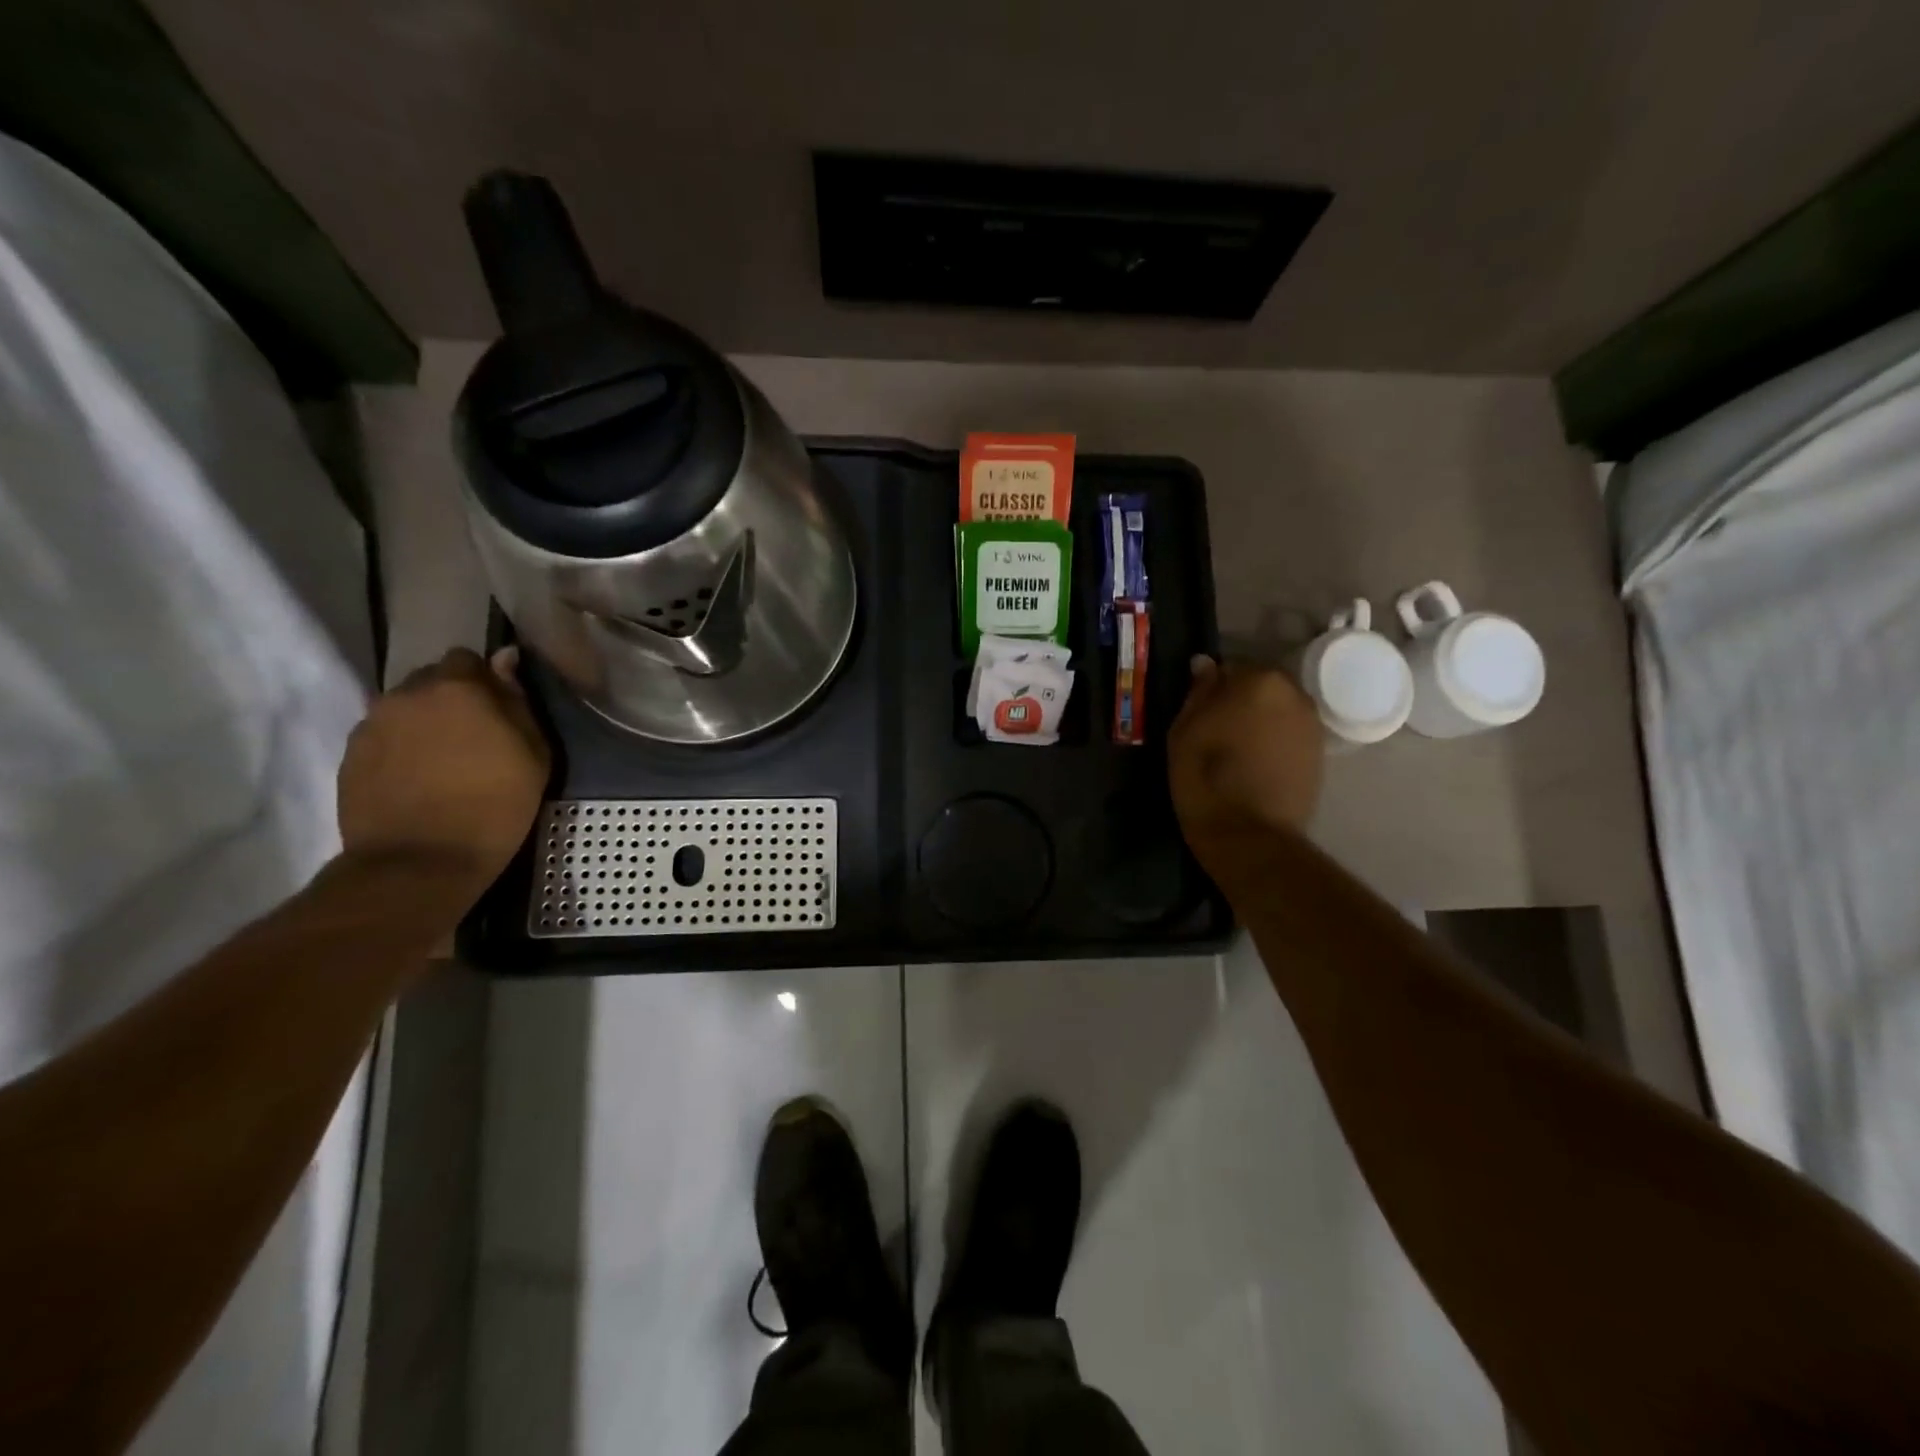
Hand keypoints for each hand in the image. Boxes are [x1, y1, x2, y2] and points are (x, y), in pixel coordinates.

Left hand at [338, 647, 550, 891]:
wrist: (419, 862)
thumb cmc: (495, 805)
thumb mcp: (533, 753)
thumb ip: (518, 701)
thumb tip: (505, 660)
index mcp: (457, 688)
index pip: (467, 658)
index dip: (485, 680)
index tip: (499, 709)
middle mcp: (407, 694)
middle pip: (431, 680)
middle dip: (452, 698)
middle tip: (474, 736)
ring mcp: (372, 724)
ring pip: (404, 708)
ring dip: (424, 723)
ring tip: (443, 761)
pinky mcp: (350, 755)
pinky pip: (383, 736)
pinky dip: (401, 748)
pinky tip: (418, 779)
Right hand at [1168, 656, 1323, 868]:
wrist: (1249, 834)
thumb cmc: (1205, 777)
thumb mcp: (1184, 730)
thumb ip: (1199, 692)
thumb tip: (1205, 664)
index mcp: (1258, 680)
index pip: (1229, 668)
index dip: (1211, 689)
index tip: (1197, 712)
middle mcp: (1293, 693)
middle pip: (1258, 687)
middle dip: (1238, 701)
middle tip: (1214, 730)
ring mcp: (1311, 724)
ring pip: (1275, 710)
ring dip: (1257, 721)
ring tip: (1234, 749)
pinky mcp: (1318, 754)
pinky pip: (1287, 734)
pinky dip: (1272, 741)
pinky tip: (1253, 764)